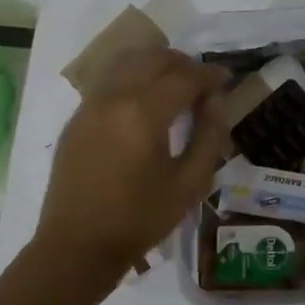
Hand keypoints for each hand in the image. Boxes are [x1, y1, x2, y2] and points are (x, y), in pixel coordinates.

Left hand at [35, 48, 231, 277]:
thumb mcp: (189, 185)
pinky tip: (145, 101)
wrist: (77, 246)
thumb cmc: (139, 219)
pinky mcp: (77, 117)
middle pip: (153, 58)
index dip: (210, 74)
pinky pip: (109, 80)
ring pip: (127, 62)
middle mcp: (114, 97)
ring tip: (175, 84)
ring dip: (156, 64)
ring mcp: (90, 104)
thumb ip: (209, 137)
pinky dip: (132, 77)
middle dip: (184, 63)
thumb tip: (216, 102)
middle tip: (203, 82)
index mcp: (144, 113)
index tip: (227, 79)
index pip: (184, 76)